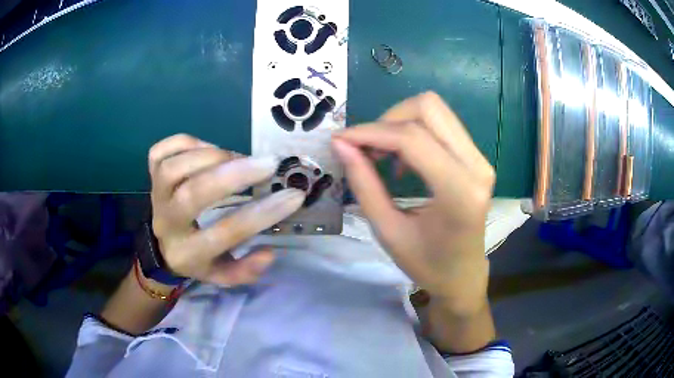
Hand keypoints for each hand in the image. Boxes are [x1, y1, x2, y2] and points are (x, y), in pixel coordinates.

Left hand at [148, 134, 304, 286]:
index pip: (225, 233)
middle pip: (193, 194)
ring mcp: (155, 194)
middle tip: (269, 164)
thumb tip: (269, 252)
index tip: (293, 196)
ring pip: (174, 168)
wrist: (162, 246)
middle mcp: (167, 222)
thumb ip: (246, 270)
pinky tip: (208, 150)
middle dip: (234, 175)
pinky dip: (187, 143)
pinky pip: (161, 151)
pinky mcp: (150, 174)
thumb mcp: (222, 275)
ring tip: (238, 158)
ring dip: (212, 156)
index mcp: (188, 252)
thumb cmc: (198, 258)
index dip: (261, 214)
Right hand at [332, 92, 494, 314]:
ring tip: (382, 153)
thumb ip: (364, 184)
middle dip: (388, 120)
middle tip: (366, 148)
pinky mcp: (478, 158)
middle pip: (429, 108)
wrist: (463, 275)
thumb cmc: (427, 264)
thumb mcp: (388, 231)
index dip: (371, 132)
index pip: (412, 139)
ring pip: (436, 110)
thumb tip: (341, 145)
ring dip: (400, 122)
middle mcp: (477, 167)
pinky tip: (403, 158)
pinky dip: (414, 130)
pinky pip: (442, 125)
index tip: (341, 140)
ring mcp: (481, 159)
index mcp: (459, 192)